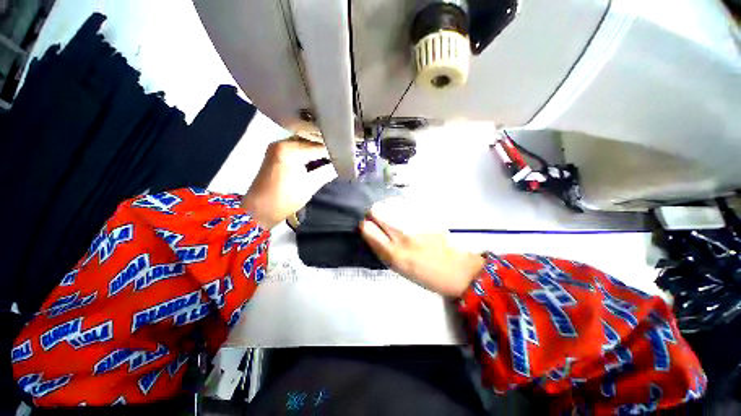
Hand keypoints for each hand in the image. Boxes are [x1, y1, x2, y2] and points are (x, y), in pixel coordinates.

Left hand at [242, 137, 336, 228]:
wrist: (259, 209)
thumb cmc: (285, 199)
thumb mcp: (310, 186)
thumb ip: (328, 172)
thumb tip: (343, 165)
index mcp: (290, 150)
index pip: (318, 146)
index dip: (335, 152)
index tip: (348, 155)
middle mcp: (282, 142)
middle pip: (311, 141)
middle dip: (327, 148)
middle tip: (343, 155)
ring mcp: (277, 146)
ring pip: (305, 143)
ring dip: (318, 150)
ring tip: (334, 157)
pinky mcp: (276, 152)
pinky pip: (298, 148)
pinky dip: (309, 152)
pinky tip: (319, 158)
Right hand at [360, 200, 484, 297]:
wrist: (458, 268)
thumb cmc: (425, 273)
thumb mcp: (397, 267)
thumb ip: (381, 248)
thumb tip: (369, 229)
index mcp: (394, 253)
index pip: (367, 228)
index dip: (365, 225)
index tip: (368, 225)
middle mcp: (402, 233)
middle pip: (377, 210)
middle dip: (374, 212)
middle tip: (379, 218)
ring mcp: (416, 220)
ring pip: (390, 203)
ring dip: (388, 208)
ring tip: (395, 216)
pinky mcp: (427, 213)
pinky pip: (405, 203)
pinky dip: (401, 206)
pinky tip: (408, 215)